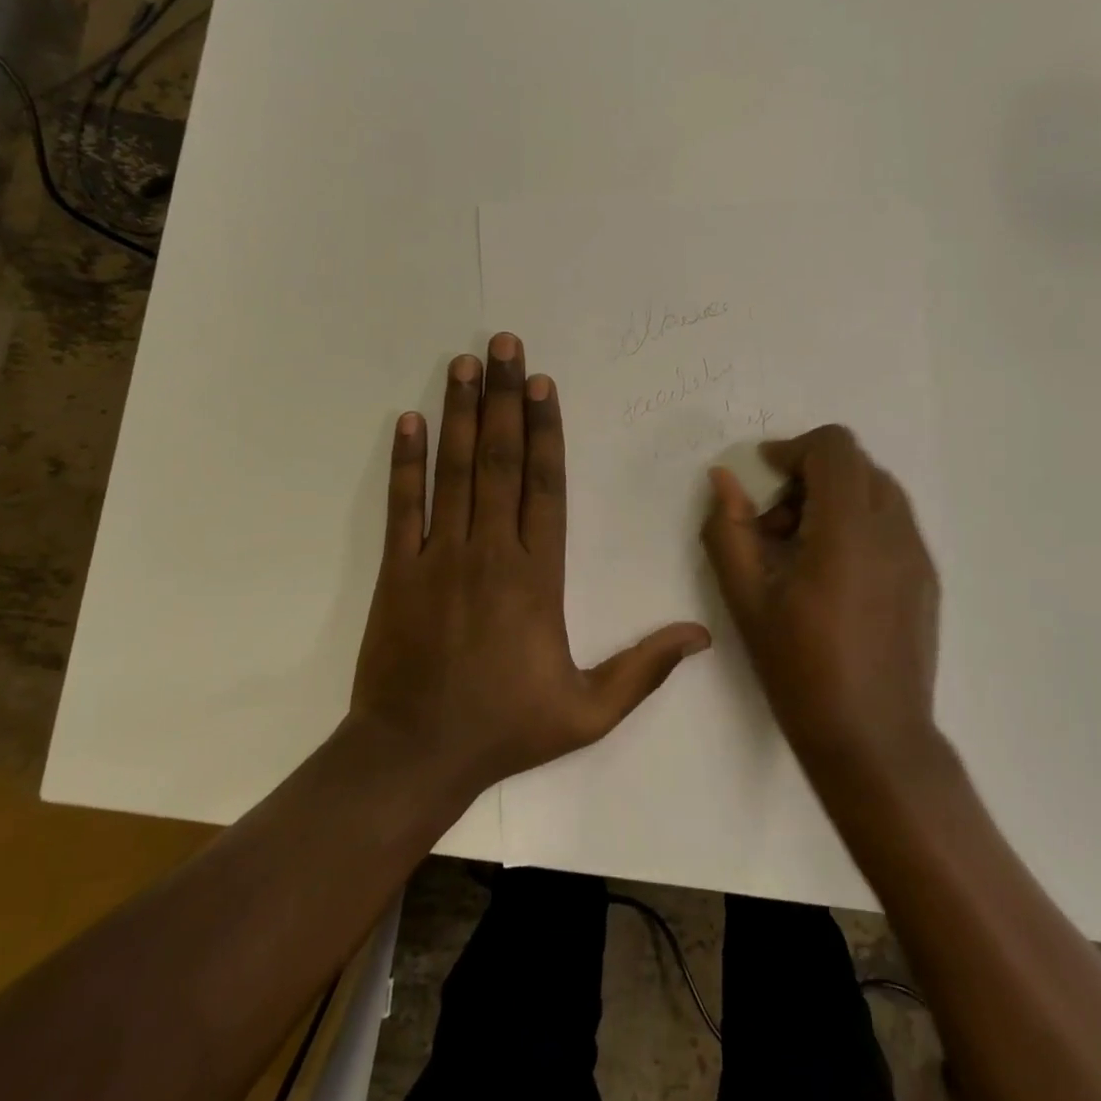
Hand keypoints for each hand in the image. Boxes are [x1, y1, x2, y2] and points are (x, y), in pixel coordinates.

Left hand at [349, 332, 710, 799]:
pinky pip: (402, 505)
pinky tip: (409, 421)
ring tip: (463, 363)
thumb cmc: (504, 728)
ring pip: (453, 470)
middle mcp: (489, 551)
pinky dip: (405, 461)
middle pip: (499, 459)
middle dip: (502, 397)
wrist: (413, 755)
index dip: (544, 429)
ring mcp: (438, 556)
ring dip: (459, 413)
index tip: (542, 383)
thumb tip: (703, 636)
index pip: (545, 485)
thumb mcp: (588, 712)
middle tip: (502, 345)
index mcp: (537, 576)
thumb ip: (643, 670)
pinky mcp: (397, 569)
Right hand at [701, 425, 940, 768]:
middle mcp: (893, 531)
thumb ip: (729, 530)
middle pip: (856, 465)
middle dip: (809, 477)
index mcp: (849, 531)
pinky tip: (833, 576)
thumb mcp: (747, 600)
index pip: (835, 448)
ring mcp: (917, 555)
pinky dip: (858, 523)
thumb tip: (722, 478)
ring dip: (835, 500)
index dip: (794, 449)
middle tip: (776, 525)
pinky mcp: (927, 578)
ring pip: (877, 491)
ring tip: (802, 552)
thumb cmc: (801, 671)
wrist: (874, 740)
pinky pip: (892, 523)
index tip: (764, 475)